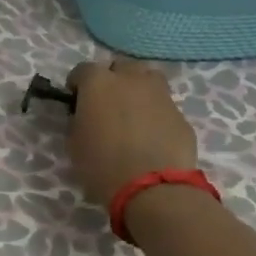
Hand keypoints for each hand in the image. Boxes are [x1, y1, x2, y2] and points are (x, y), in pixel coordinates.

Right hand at [66, 57, 198, 205]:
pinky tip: (152, 135)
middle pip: (120, 66)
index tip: (76, 101)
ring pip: (148, 79)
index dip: (77, 84)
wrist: (153, 189)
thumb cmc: (102, 165)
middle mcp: (130, 80)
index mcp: (98, 83)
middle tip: (106, 103)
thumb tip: (84, 116)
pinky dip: (156, 113)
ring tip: (133, 112)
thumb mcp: (74, 143)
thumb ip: (78, 120)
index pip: (82, 70)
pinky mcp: (181, 115)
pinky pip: (164, 106)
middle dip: (112, 79)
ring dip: (138, 89)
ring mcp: (160, 95)